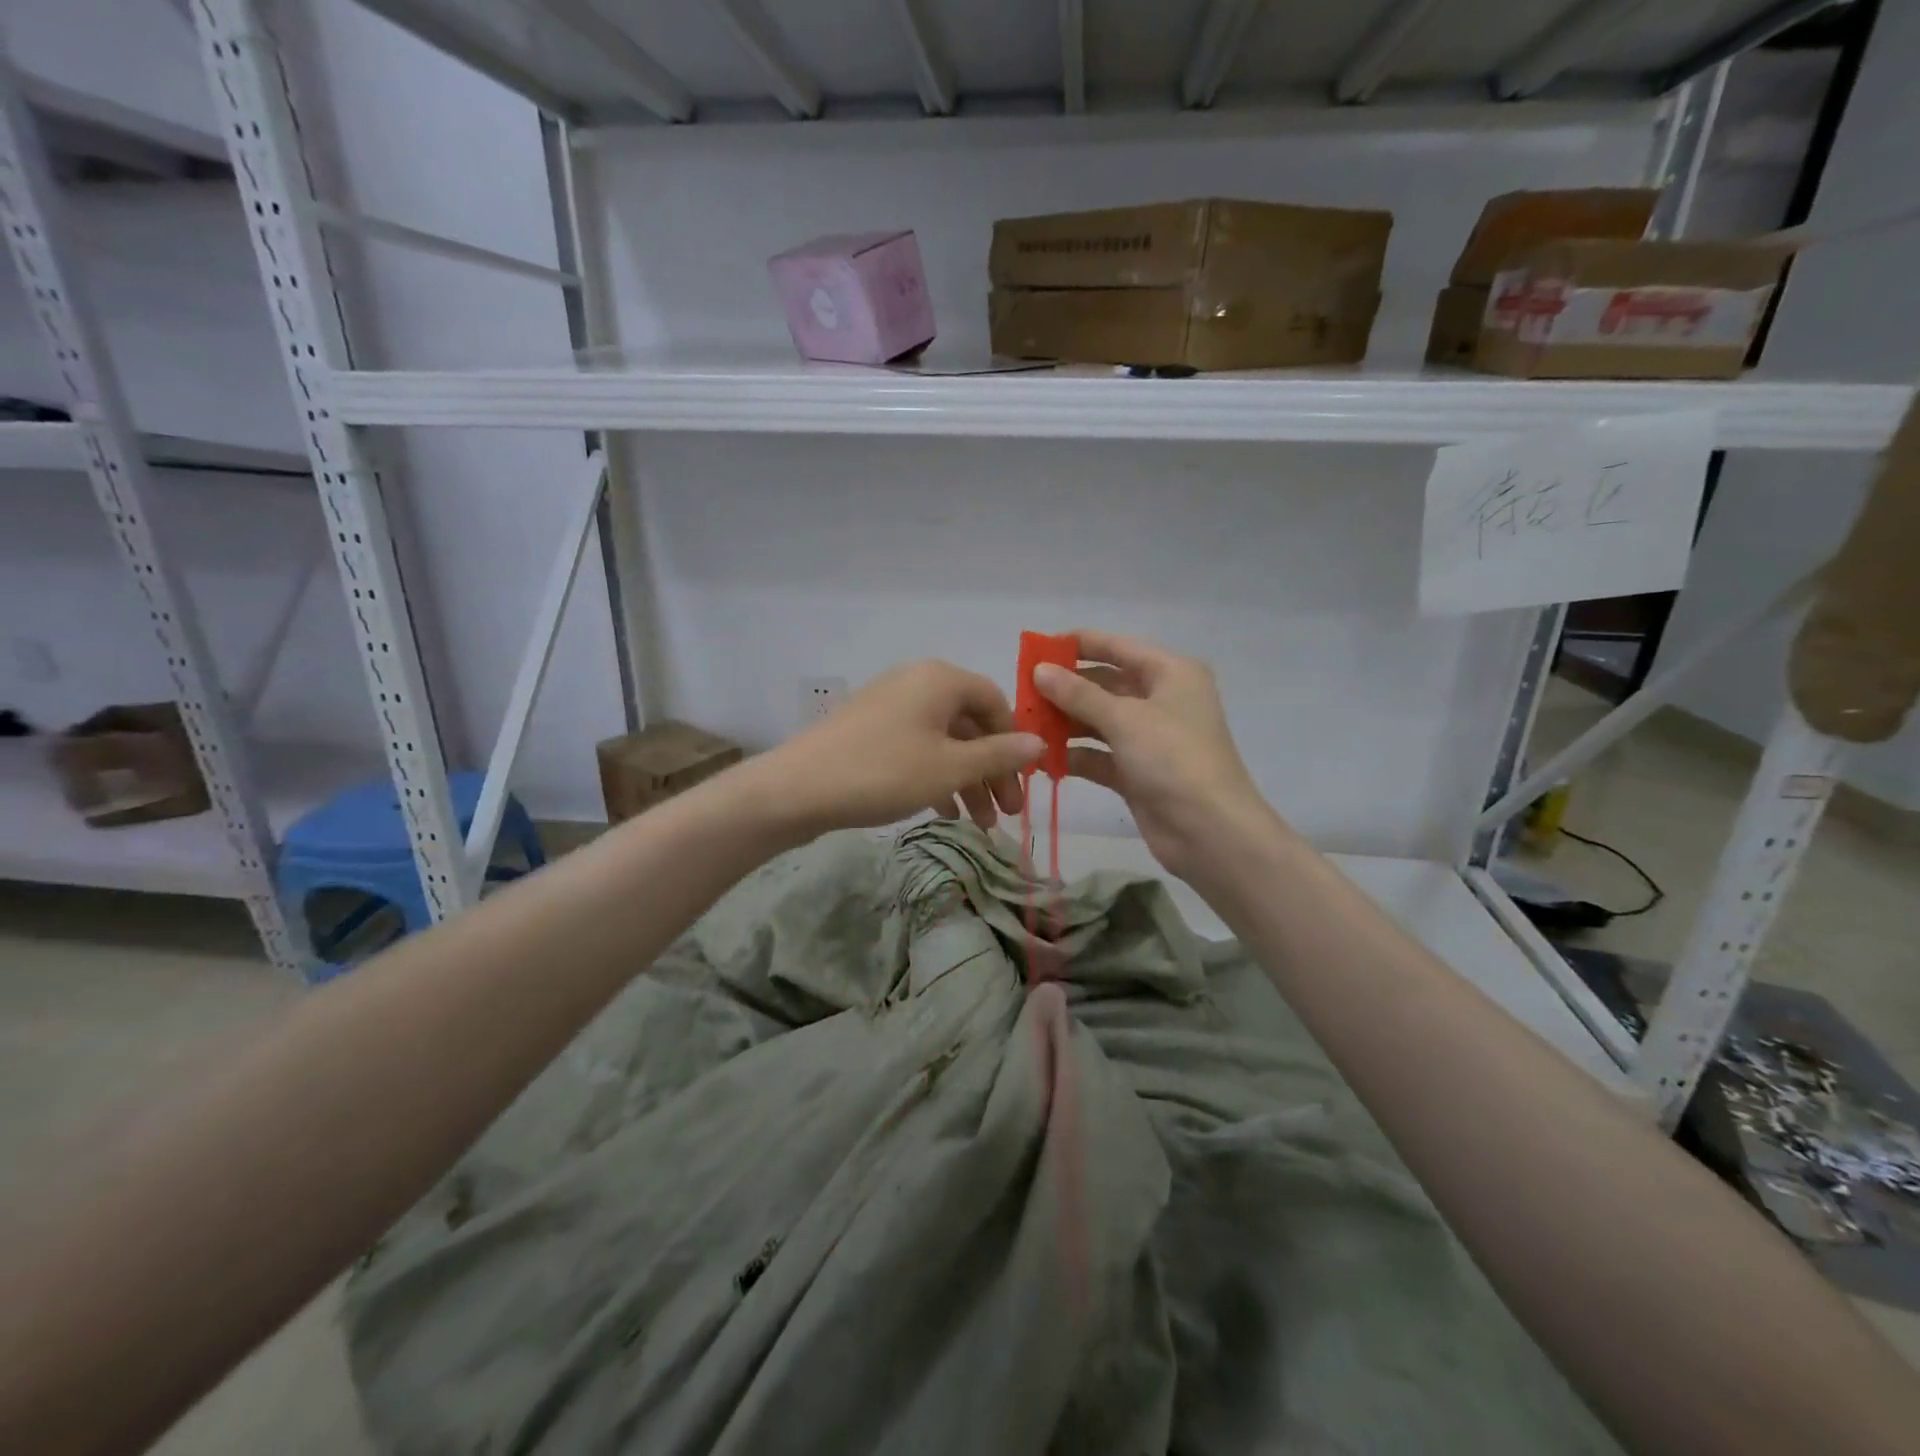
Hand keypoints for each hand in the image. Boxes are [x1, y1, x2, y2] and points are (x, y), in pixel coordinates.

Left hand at [744, 660, 1043, 840]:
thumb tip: (1039, 743)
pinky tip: (944, 812)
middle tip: (1007, 814)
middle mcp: (917, 682)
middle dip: (992, 770)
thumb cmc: (885, 772)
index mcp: (940, 679)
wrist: (798, 788)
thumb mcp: (950, 768)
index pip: (995, 701)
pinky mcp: (869, 730)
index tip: (1024, 781)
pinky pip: (916, 747)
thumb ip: (999, 755)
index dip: (1014, 741)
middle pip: (970, 724)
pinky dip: (935, 775)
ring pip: (943, 740)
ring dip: (966, 779)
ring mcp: (889, 705)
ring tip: (980, 824)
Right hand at [1034, 629, 1272, 885]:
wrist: (1210, 831)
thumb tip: (1039, 669)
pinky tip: (1042, 759)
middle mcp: (1161, 699)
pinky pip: (1100, 755)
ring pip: (1099, 721)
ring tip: (1024, 727)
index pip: (1117, 646)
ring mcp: (1149, 738)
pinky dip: (1075, 756)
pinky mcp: (1137, 772)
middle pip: (1105, 684)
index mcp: (1170, 673)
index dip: (1077, 644)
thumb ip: (1078, 693)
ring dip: (1065, 724)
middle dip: (1064, 690)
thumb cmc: (1173, 759)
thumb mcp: (1124, 719)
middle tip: (1022, 694)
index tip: (1035, 648)